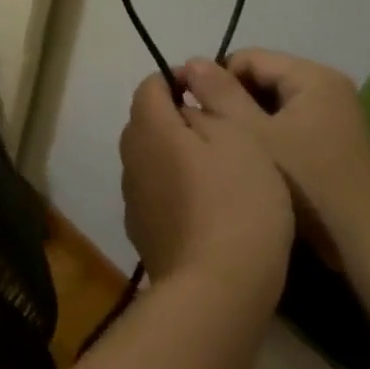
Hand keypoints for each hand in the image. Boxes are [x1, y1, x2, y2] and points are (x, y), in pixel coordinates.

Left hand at [118, 73, 293, 305]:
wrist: (217, 288)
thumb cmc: (237, 202)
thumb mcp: (239, 139)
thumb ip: (209, 109)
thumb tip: (186, 103)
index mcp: (149, 127)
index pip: (151, 85)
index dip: (178, 80)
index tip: (211, 93)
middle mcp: (130, 157)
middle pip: (146, 122)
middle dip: (177, 118)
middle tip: (222, 133)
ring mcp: (131, 197)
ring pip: (150, 159)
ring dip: (175, 156)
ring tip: (218, 173)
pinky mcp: (141, 231)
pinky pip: (155, 193)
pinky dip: (174, 189)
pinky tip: (206, 210)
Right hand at [179, 51, 369, 257]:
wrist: (365, 242)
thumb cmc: (306, 183)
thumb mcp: (252, 134)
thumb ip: (219, 94)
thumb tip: (192, 61)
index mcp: (312, 77)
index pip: (246, 58)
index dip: (212, 79)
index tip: (187, 108)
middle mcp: (327, 87)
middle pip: (260, 79)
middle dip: (229, 101)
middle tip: (203, 131)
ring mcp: (334, 115)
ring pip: (272, 104)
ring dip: (245, 120)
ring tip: (222, 147)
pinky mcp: (333, 141)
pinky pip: (288, 124)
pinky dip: (265, 135)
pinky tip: (249, 160)